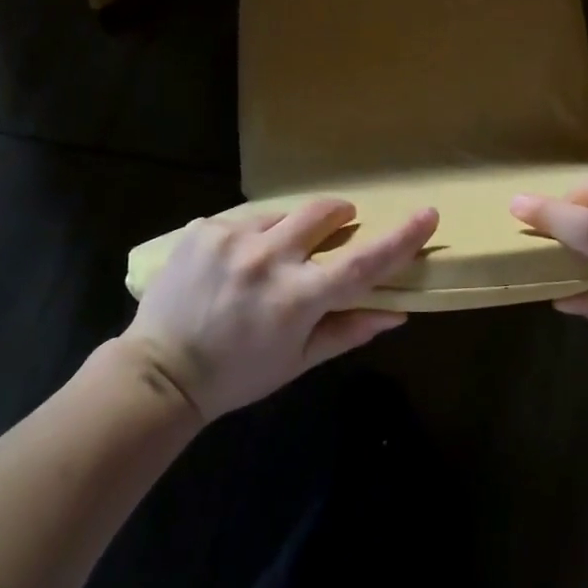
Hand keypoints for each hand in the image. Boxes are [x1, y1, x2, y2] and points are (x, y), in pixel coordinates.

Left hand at [122, 200, 437, 420]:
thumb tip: (398, 312)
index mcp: (297, 298)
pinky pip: (242, 221)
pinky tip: (233, 263)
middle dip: (339, 215)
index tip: (427, 214)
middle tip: (339, 225)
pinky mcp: (203, 228)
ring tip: (270, 259)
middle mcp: (268, 258)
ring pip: (281, 214)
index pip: (363, 262)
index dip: (401, 238)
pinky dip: (249, 237)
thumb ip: (348, 330)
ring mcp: (232, 238)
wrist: (160, 372)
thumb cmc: (237, 374)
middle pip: (323, 213)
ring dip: (288, 230)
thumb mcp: (297, 361)